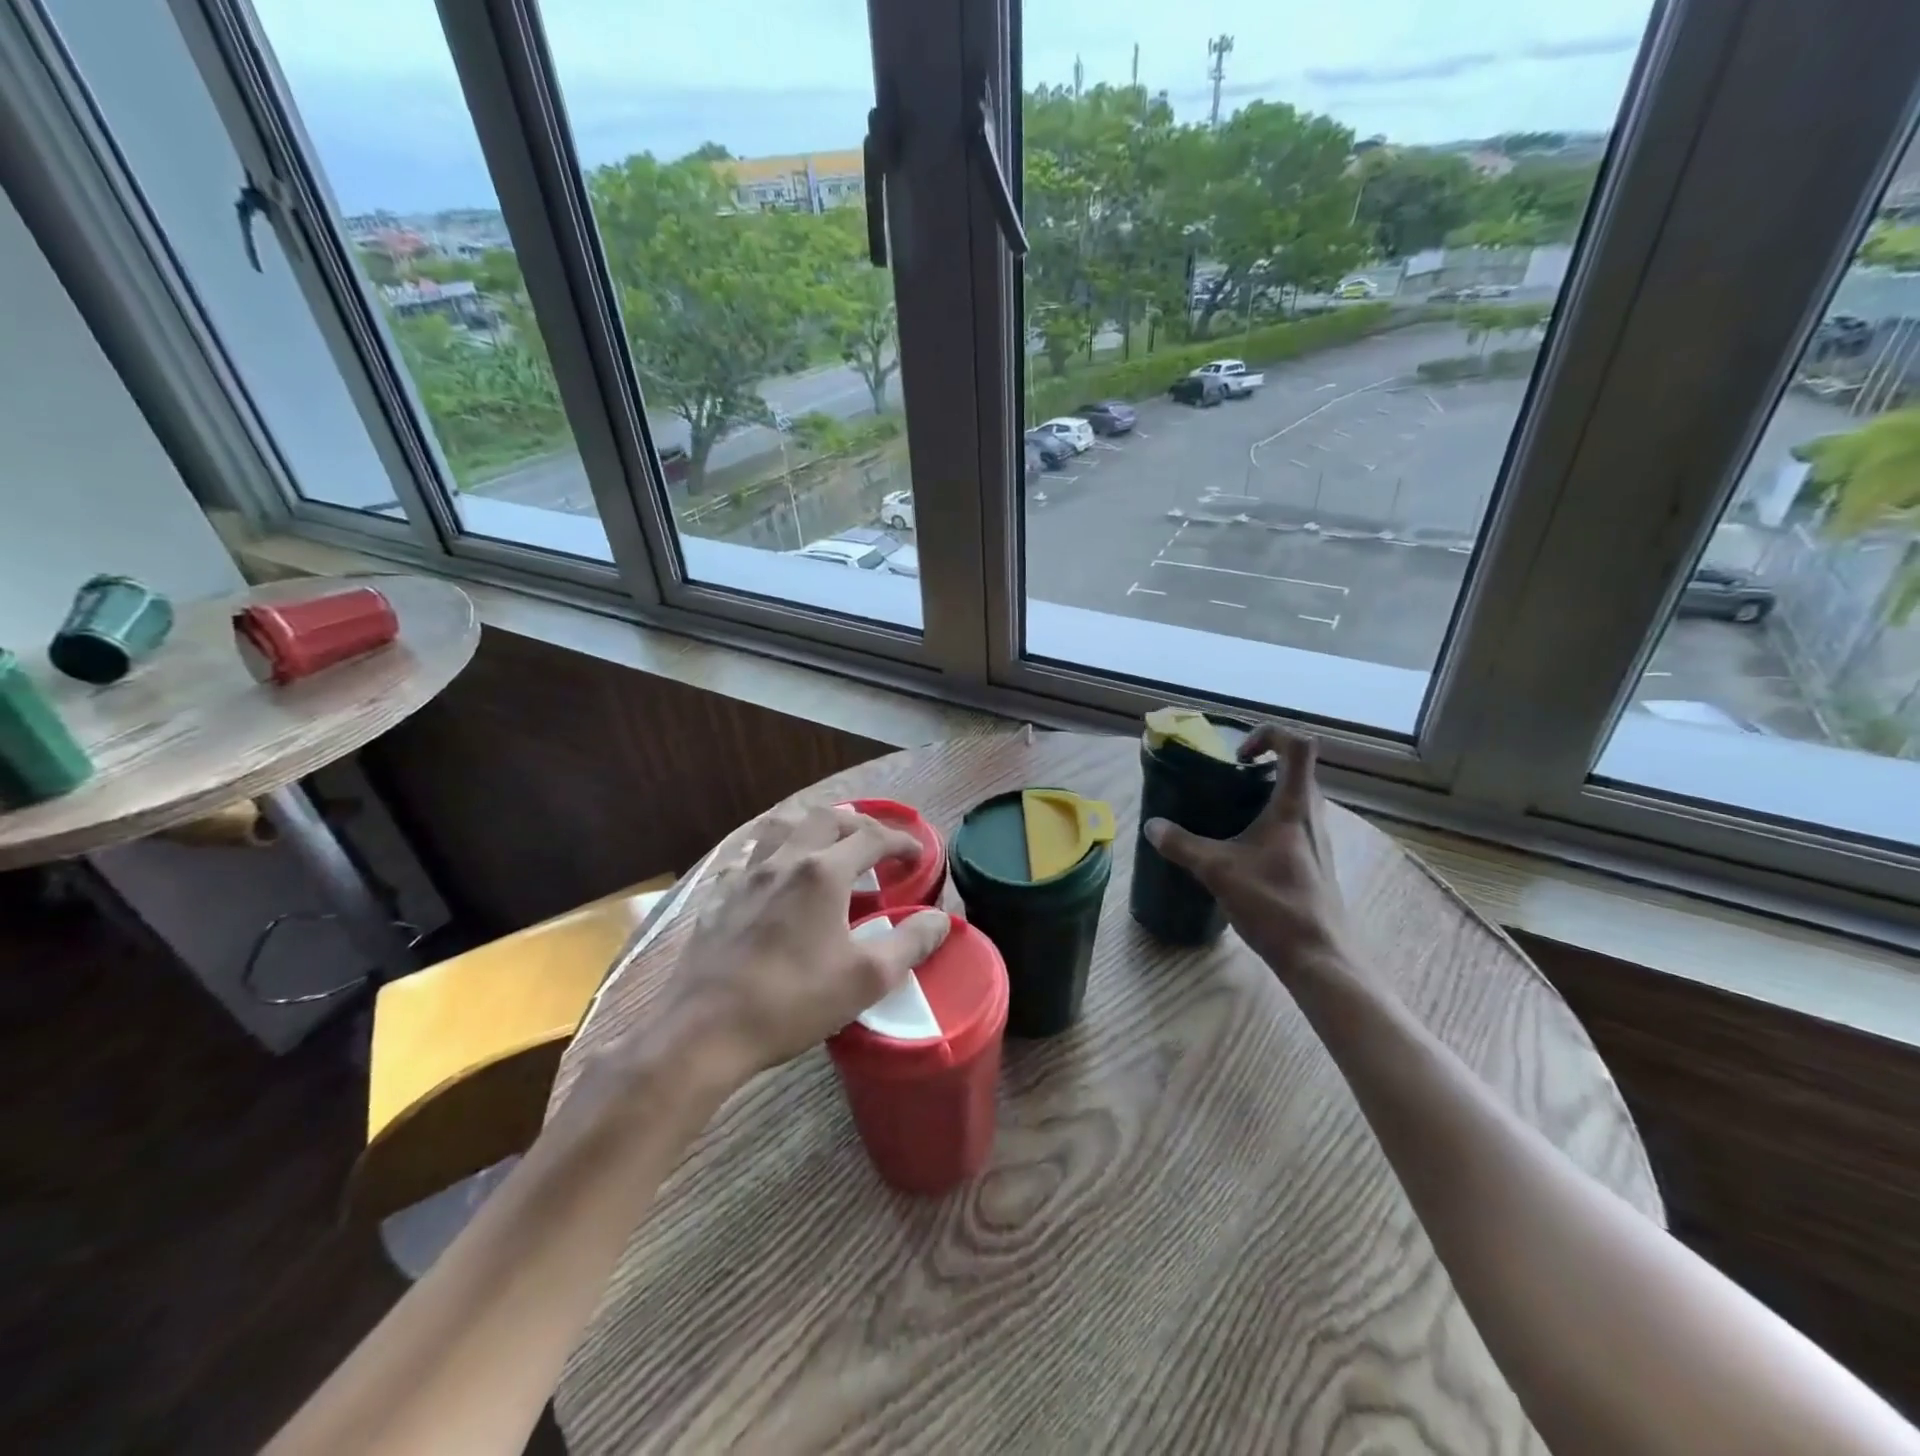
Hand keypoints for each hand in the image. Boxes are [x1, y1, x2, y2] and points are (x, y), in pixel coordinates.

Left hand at [647, 805, 949, 1091]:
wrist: (705, 1032)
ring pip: (780, 827)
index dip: (901, 841)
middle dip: (857, 824)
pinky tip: (772, 879)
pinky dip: (771, 856)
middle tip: (875, 844)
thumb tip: (939, 919)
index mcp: (822, 873)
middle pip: (825, 818)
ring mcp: (744, 877)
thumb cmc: (793, 1002)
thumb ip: (909, 943)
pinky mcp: (717, 898)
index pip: (871, 838)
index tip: (918, 854)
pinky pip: (748, 859)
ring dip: (809, 827)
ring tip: (824, 844)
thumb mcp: (866, 979)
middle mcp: (783, 861)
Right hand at [1143, 725, 1354, 984]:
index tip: (1237, 755)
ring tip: (1228, 812)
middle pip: (1296, 769)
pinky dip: (1269, 821)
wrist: (1319, 956)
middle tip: (1225, 780)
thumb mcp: (1218, 871)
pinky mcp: (1315, 862)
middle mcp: (1312, 815)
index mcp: (1295, 805)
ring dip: (1265, 794)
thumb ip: (1181, 845)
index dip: (1268, 735)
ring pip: (1295, 798)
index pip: (1297, 746)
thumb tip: (1152, 826)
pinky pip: (1294, 824)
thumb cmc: (1274, 904)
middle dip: (1261, 766)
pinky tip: (1242, 848)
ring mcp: (1318, 840)